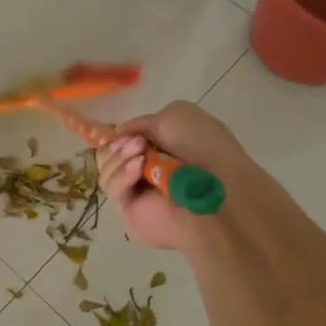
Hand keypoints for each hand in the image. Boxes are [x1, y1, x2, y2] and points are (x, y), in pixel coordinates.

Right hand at [96, 101, 249, 254]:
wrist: (219, 187)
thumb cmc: (205, 147)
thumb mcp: (174, 115)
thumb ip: (141, 122)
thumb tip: (117, 133)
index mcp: (158, 147)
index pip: (121, 141)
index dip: (115, 135)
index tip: (115, 131)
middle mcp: (145, 169)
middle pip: (107, 154)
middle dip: (117, 145)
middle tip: (137, 144)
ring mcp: (135, 190)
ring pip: (106, 170)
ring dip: (119, 157)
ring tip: (140, 156)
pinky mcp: (129, 210)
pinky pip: (112, 188)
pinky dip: (122, 175)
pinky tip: (138, 169)